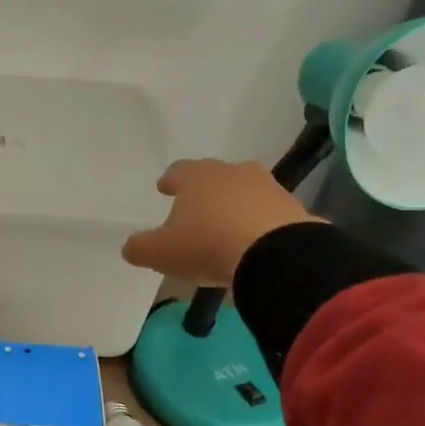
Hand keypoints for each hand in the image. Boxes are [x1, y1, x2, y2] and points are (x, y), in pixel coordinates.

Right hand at [121, 159, 317, 287]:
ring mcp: (267, 187)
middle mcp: (232, 172)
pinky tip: (255, 241)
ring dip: (235, 204)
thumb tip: (130, 246)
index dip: (169, 180)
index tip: (164, 188)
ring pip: (245, 190)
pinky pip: (269, 213)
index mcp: (196, 176)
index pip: (178, 171)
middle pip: (214, 176)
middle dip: (204, 190)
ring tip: (226, 225)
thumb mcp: (161, 252)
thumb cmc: (207, 245)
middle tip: (195, 206)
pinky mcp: (293, 208)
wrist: (275, 254)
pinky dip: (260, 222)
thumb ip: (140, 247)